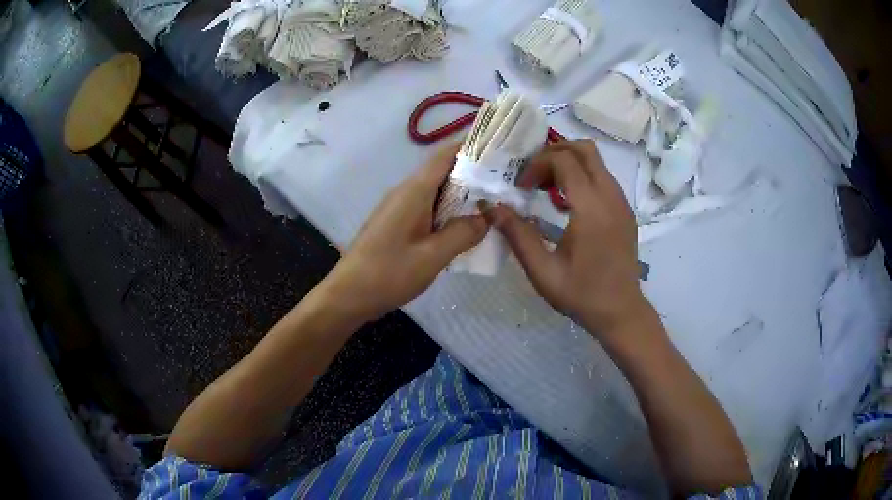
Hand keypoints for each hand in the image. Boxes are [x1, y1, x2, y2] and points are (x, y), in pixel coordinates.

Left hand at [321, 143, 488, 320]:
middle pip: (443, 171)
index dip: (472, 146)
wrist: (349, 295)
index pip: (446, 154)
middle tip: (505, 182)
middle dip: (474, 173)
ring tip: (492, 203)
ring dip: (462, 195)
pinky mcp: (397, 224)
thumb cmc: (389, 273)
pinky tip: (464, 228)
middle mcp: (406, 192)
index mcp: (414, 191)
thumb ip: (462, 234)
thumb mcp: (432, 256)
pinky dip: (448, 212)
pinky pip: (428, 208)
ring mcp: (399, 208)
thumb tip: (485, 218)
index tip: (500, 149)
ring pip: (437, 191)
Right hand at [483, 140, 645, 335]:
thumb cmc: (582, 294)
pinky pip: (603, 177)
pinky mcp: (625, 210)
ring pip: (596, 160)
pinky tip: (568, 204)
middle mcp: (610, 196)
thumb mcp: (543, 271)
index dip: (537, 166)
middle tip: (534, 177)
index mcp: (591, 208)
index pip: (563, 160)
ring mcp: (622, 201)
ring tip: (547, 189)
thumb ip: (517, 235)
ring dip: (569, 163)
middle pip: (584, 148)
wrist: (621, 312)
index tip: (521, 189)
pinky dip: (583, 176)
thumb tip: (491, 207)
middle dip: (554, 153)